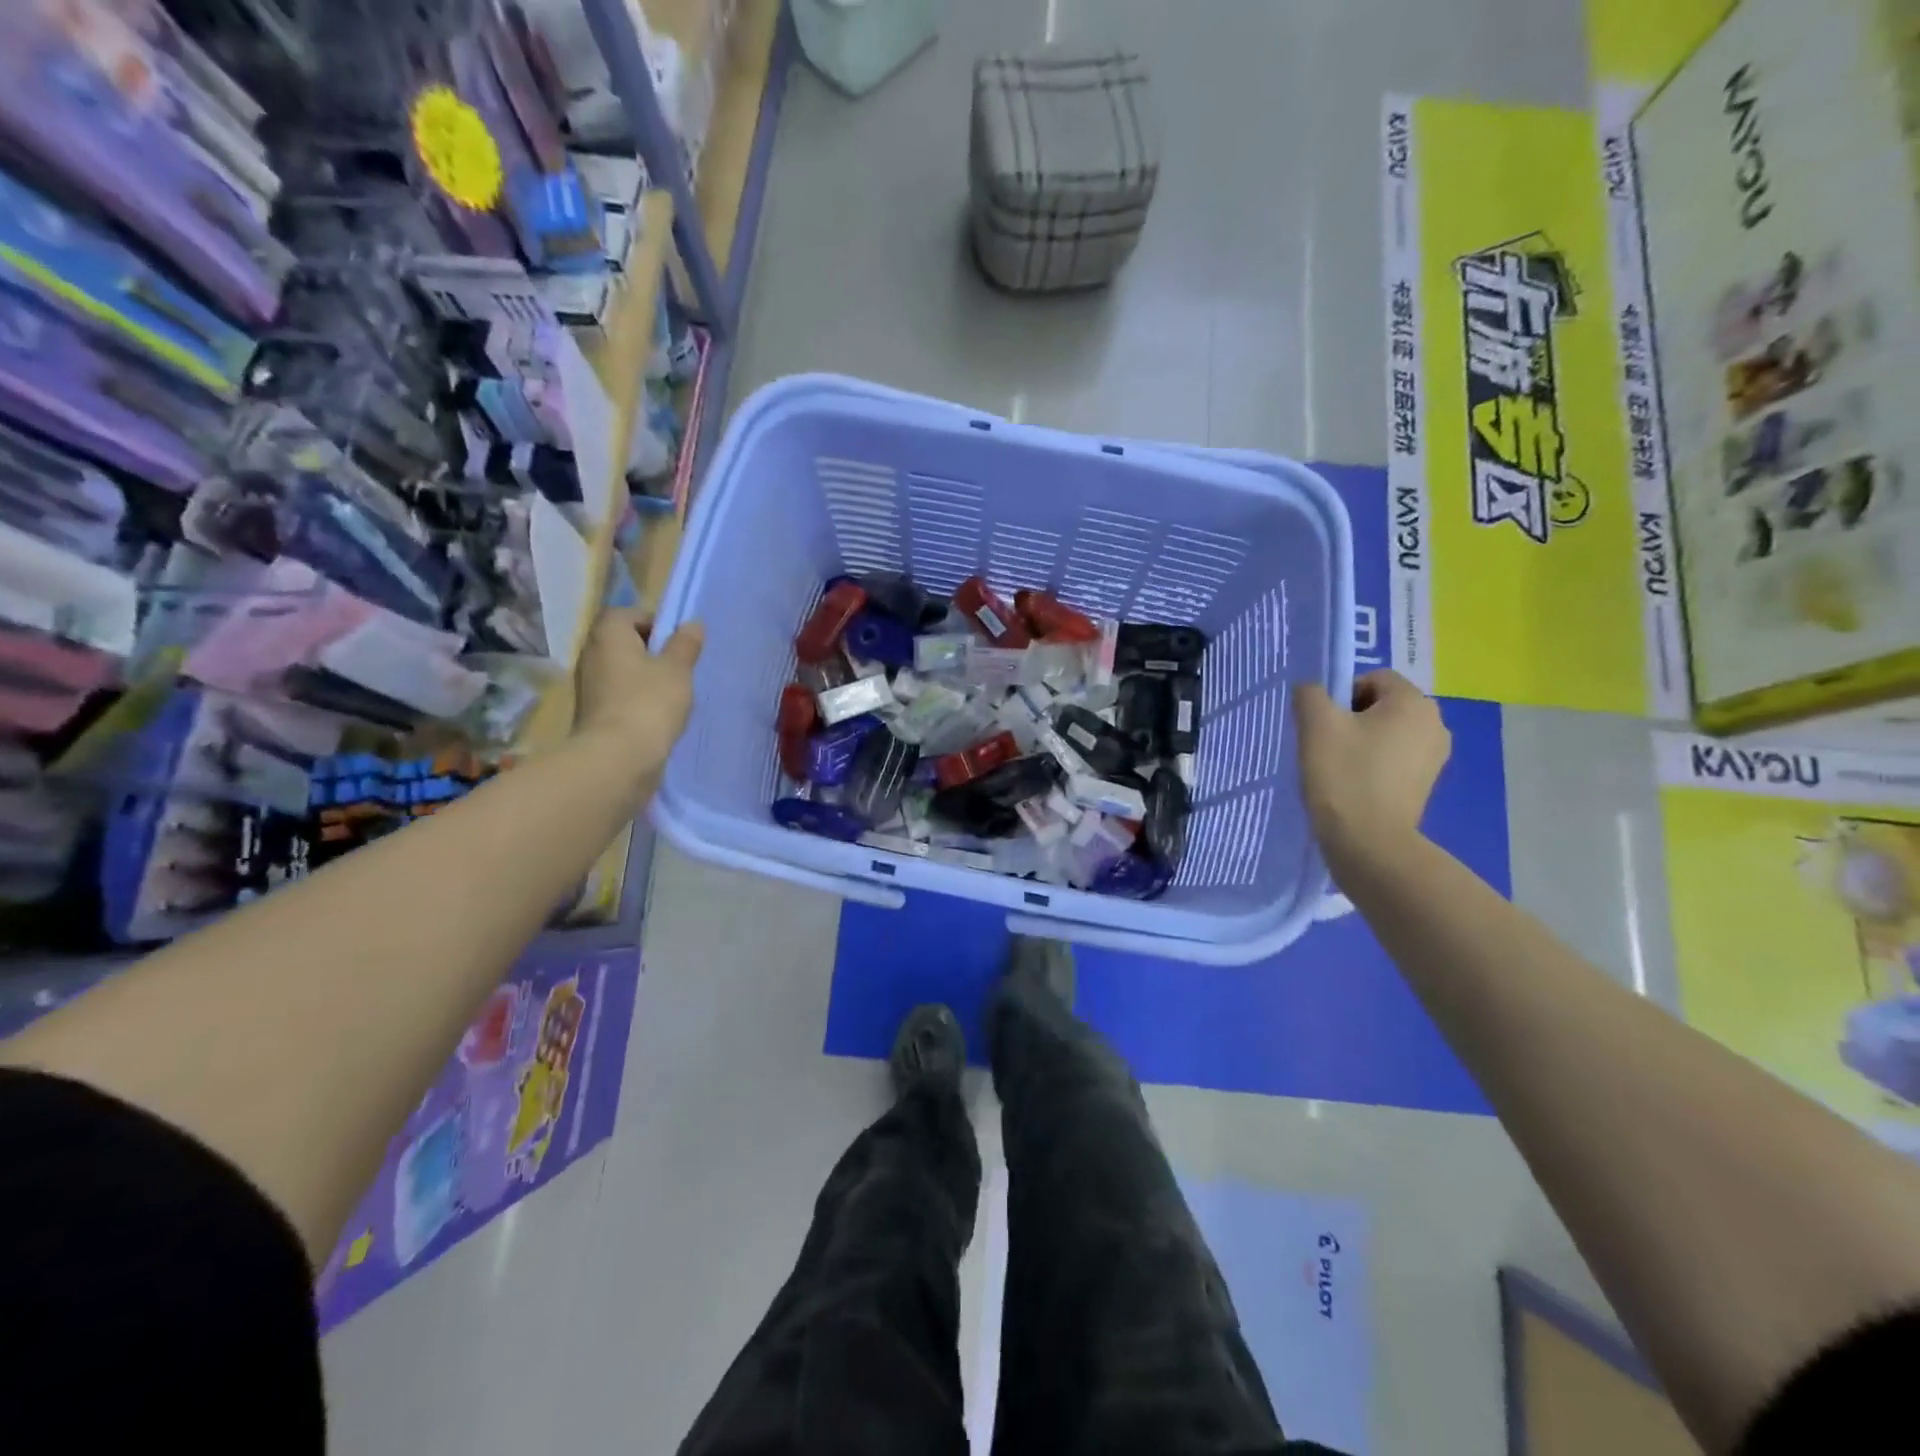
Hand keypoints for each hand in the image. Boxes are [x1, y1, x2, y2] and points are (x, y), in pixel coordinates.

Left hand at [573, 608, 703, 785]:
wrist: (617, 758)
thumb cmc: (649, 703)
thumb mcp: (677, 670)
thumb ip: (685, 645)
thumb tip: (692, 624)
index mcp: (608, 635)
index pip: (626, 614)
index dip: (653, 622)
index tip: (676, 642)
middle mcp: (591, 654)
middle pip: (622, 642)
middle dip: (650, 651)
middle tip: (678, 668)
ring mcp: (589, 686)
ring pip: (621, 670)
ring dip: (644, 677)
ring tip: (672, 694)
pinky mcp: (593, 713)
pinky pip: (618, 695)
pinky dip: (636, 700)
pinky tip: (657, 716)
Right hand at [1294, 670, 1449, 870]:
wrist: (1369, 842)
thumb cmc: (1344, 775)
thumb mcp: (1315, 725)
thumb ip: (1310, 694)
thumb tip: (1312, 691)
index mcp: (1413, 702)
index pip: (1373, 678)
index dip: (1342, 694)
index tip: (1323, 723)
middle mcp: (1435, 723)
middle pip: (1383, 704)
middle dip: (1352, 718)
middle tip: (1326, 744)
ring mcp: (1436, 756)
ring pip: (1389, 732)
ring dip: (1362, 741)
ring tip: (1338, 766)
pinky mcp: (1427, 783)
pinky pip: (1396, 758)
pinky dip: (1375, 763)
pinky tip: (1355, 784)